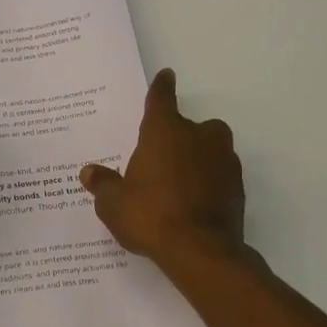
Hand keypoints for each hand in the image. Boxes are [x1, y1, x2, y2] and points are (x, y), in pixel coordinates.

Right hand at [80, 69, 245, 266]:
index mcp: (164, 132)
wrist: (201, 251)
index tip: (166, 75)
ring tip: (178, 182)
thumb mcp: (114, 203)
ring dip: (197, 159)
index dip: (161, 88)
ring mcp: (223, 161)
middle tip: (161, 157)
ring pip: (211, 149)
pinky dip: (209, 182)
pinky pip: (219, 176)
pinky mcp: (237, 187)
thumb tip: (89, 172)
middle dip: (179, 136)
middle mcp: (198, 137)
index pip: (161, 100)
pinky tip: (193, 202)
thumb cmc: (150, 215)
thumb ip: (103, 184)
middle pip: (191, 126)